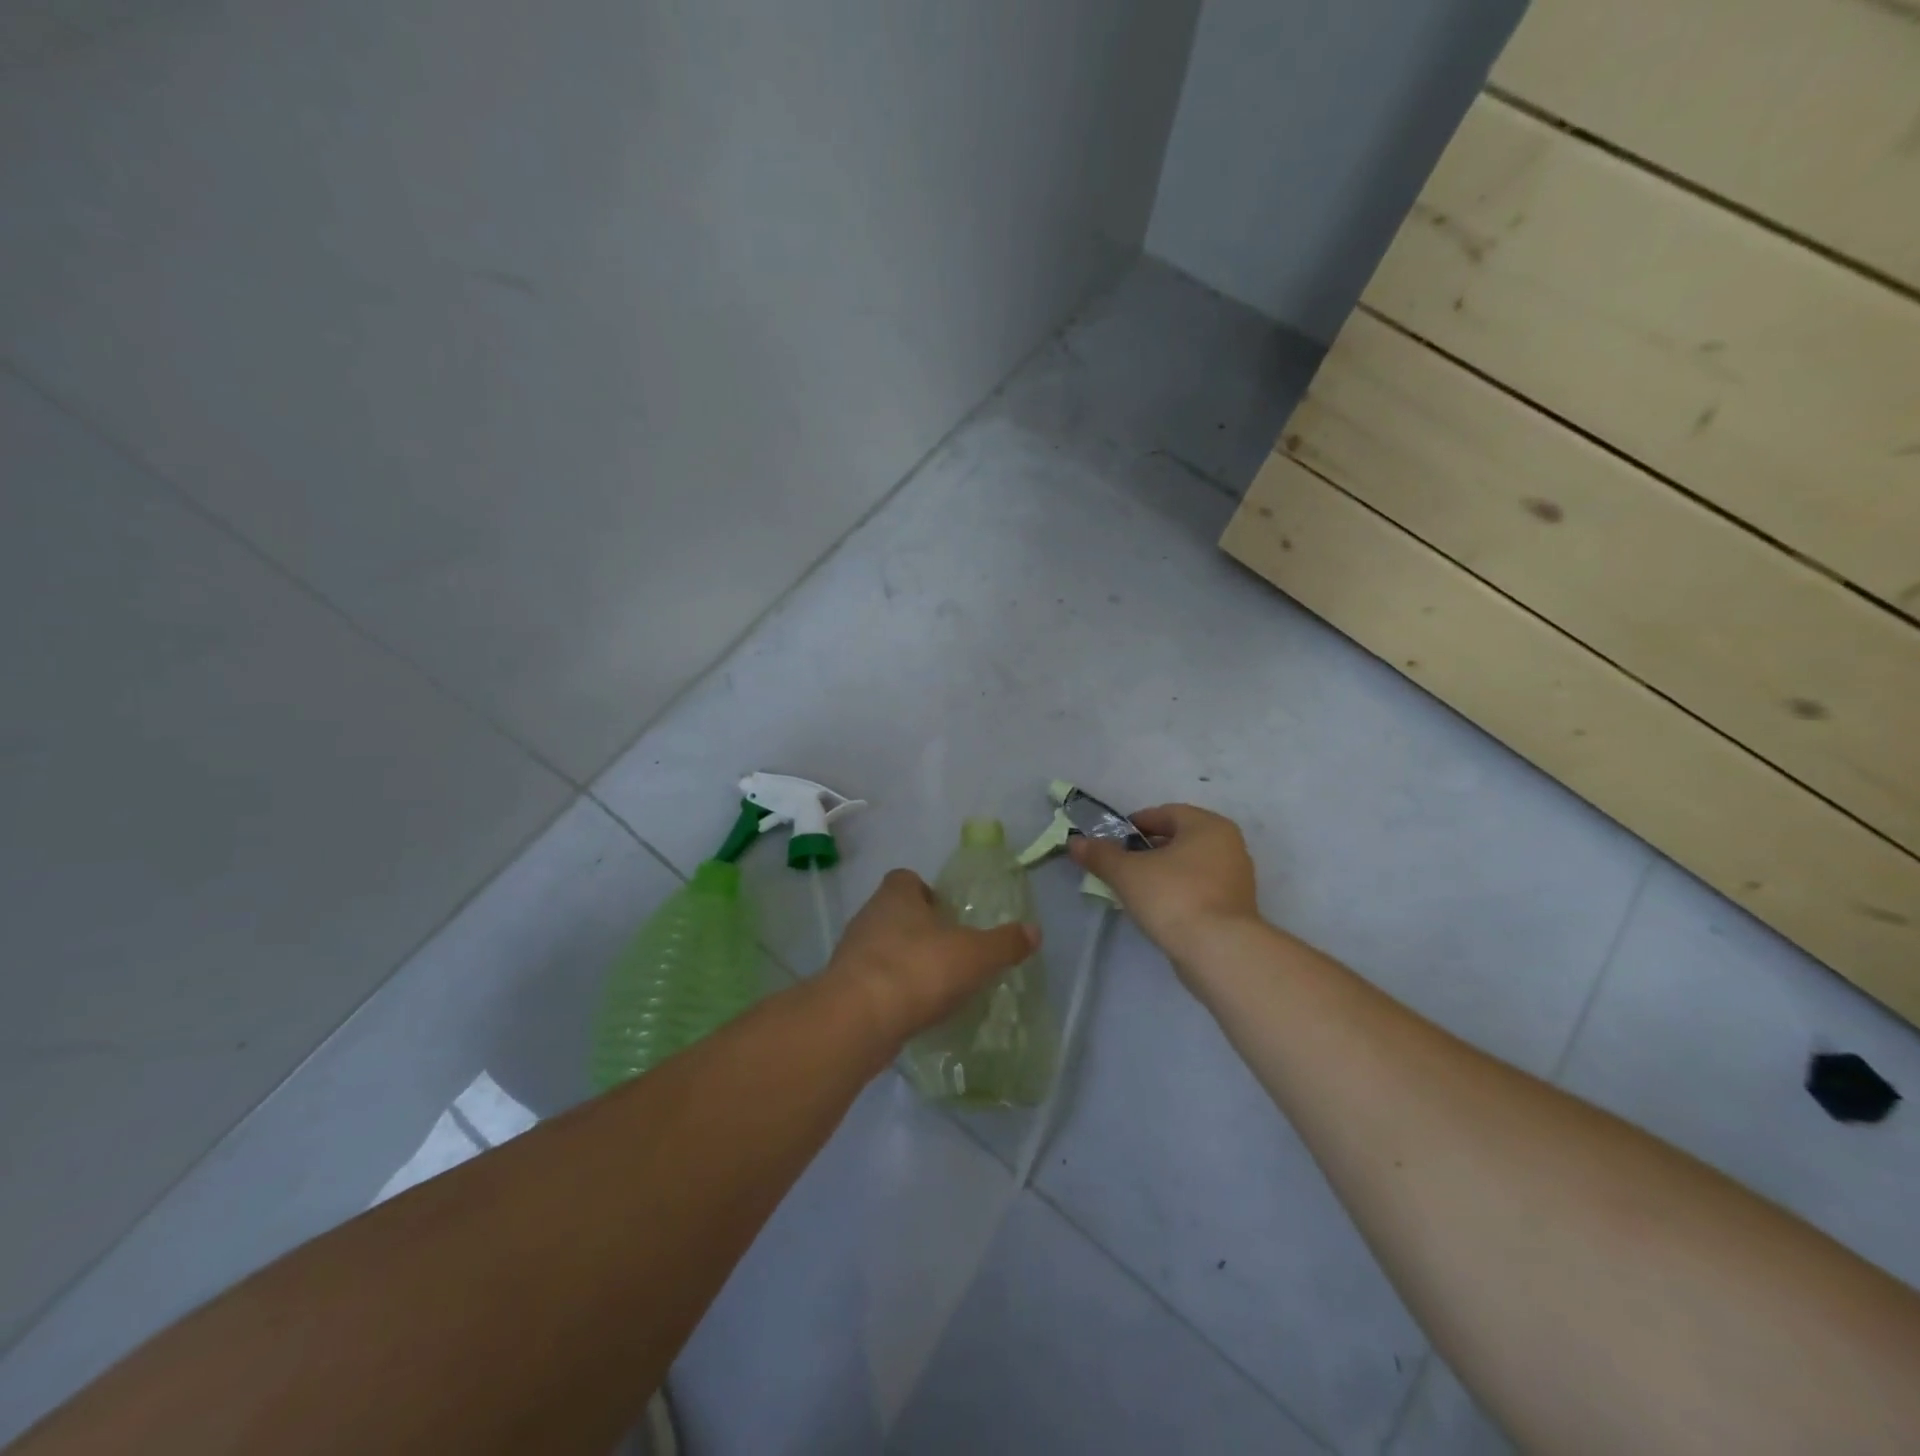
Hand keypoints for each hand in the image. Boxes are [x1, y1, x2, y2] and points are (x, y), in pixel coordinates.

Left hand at [823, 869, 1039, 1045]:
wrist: (858, 1019)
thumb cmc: (919, 969)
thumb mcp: (975, 955)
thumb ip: (1005, 943)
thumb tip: (1034, 931)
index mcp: (896, 895)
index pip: (906, 879)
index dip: (927, 892)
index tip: (948, 915)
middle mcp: (869, 916)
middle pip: (894, 913)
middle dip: (919, 930)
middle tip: (948, 952)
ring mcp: (851, 953)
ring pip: (881, 948)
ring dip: (904, 962)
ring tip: (933, 986)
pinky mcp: (843, 988)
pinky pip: (872, 982)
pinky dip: (891, 992)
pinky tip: (912, 1011)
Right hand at [1069, 804, 1260, 966]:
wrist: (1219, 952)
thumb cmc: (1174, 897)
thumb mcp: (1127, 873)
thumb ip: (1101, 855)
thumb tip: (1075, 842)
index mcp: (1209, 826)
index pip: (1165, 813)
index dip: (1134, 825)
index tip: (1112, 842)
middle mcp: (1229, 846)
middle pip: (1178, 839)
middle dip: (1147, 850)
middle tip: (1120, 866)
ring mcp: (1237, 879)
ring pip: (1189, 866)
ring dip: (1162, 873)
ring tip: (1135, 890)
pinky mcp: (1235, 909)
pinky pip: (1199, 890)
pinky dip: (1178, 893)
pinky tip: (1158, 910)